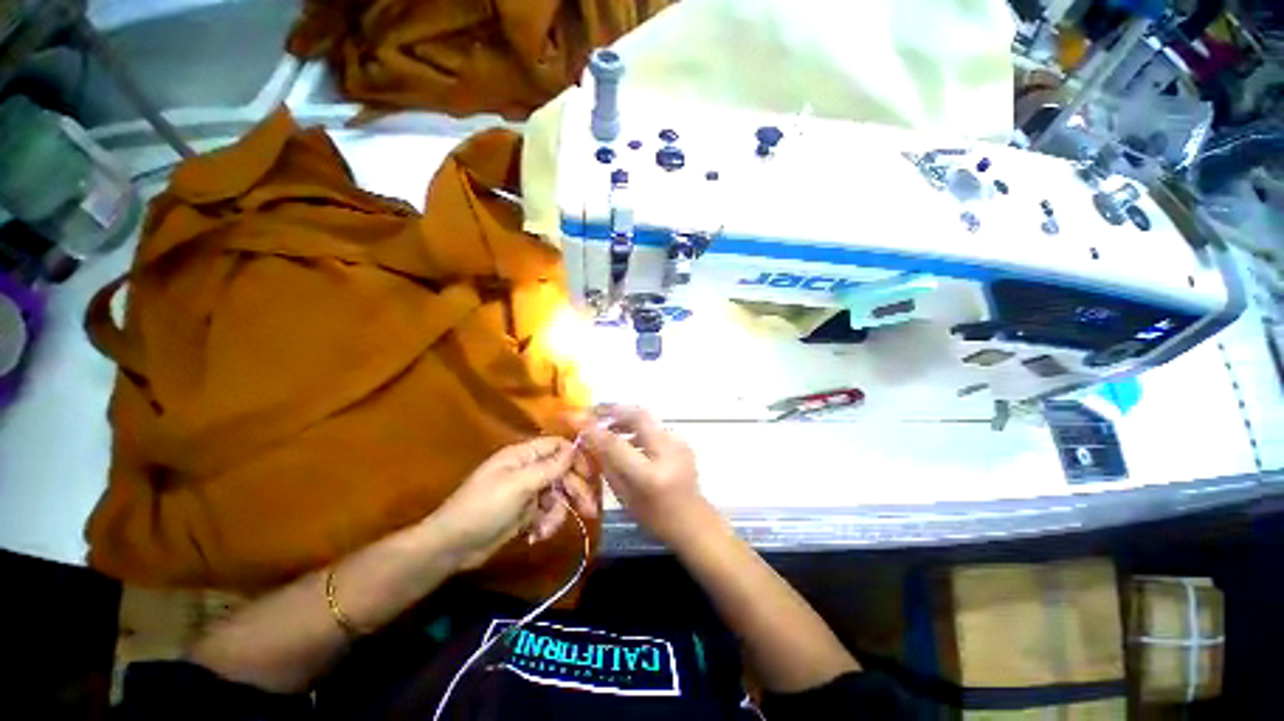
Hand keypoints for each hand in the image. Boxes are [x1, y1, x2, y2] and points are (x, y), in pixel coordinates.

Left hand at [429, 437, 597, 570]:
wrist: (452, 546)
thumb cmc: (484, 508)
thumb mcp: (519, 485)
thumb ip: (549, 467)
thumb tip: (574, 448)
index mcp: (523, 456)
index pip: (557, 446)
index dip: (575, 457)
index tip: (590, 474)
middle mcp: (528, 470)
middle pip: (562, 473)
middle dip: (575, 490)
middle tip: (590, 509)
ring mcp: (527, 492)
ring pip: (557, 496)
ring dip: (557, 513)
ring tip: (546, 529)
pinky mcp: (525, 513)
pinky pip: (546, 513)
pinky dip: (546, 524)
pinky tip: (536, 535)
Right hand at [580, 406, 706, 545]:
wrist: (693, 521)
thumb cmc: (655, 517)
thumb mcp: (625, 496)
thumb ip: (607, 465)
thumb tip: (589, 438)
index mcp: (651, 476)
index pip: (617, 445)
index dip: (595, 430)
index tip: (576, 418)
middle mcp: (668, 453)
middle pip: (639, 416)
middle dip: (614, 409)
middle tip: (594, 411)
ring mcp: (679, 444)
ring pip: (647, 418)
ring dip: (625, 417)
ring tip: (607, 424)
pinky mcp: (682, 441)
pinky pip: (654, 427)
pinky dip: (637, 427)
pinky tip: (628, 436)